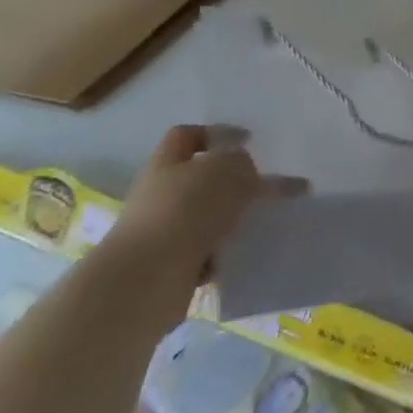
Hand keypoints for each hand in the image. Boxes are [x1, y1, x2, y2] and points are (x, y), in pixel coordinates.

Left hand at [105, 125, 304, 286]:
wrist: (147, 279)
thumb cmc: (186, 210)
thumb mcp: (226, 169)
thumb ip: (241, 161)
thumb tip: (244, 171)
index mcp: (166, 163)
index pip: (187, 135)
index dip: (218, 133)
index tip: (249, 141)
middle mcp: (160, 194)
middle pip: (200, 178)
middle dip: (233, 181)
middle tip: (265, 184)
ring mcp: (163, 232)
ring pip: (206, 216)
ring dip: (233, 218)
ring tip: (264, 219)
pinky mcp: (171, 265)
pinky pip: (207, 250)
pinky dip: (225, 250)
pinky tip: (243, 250)